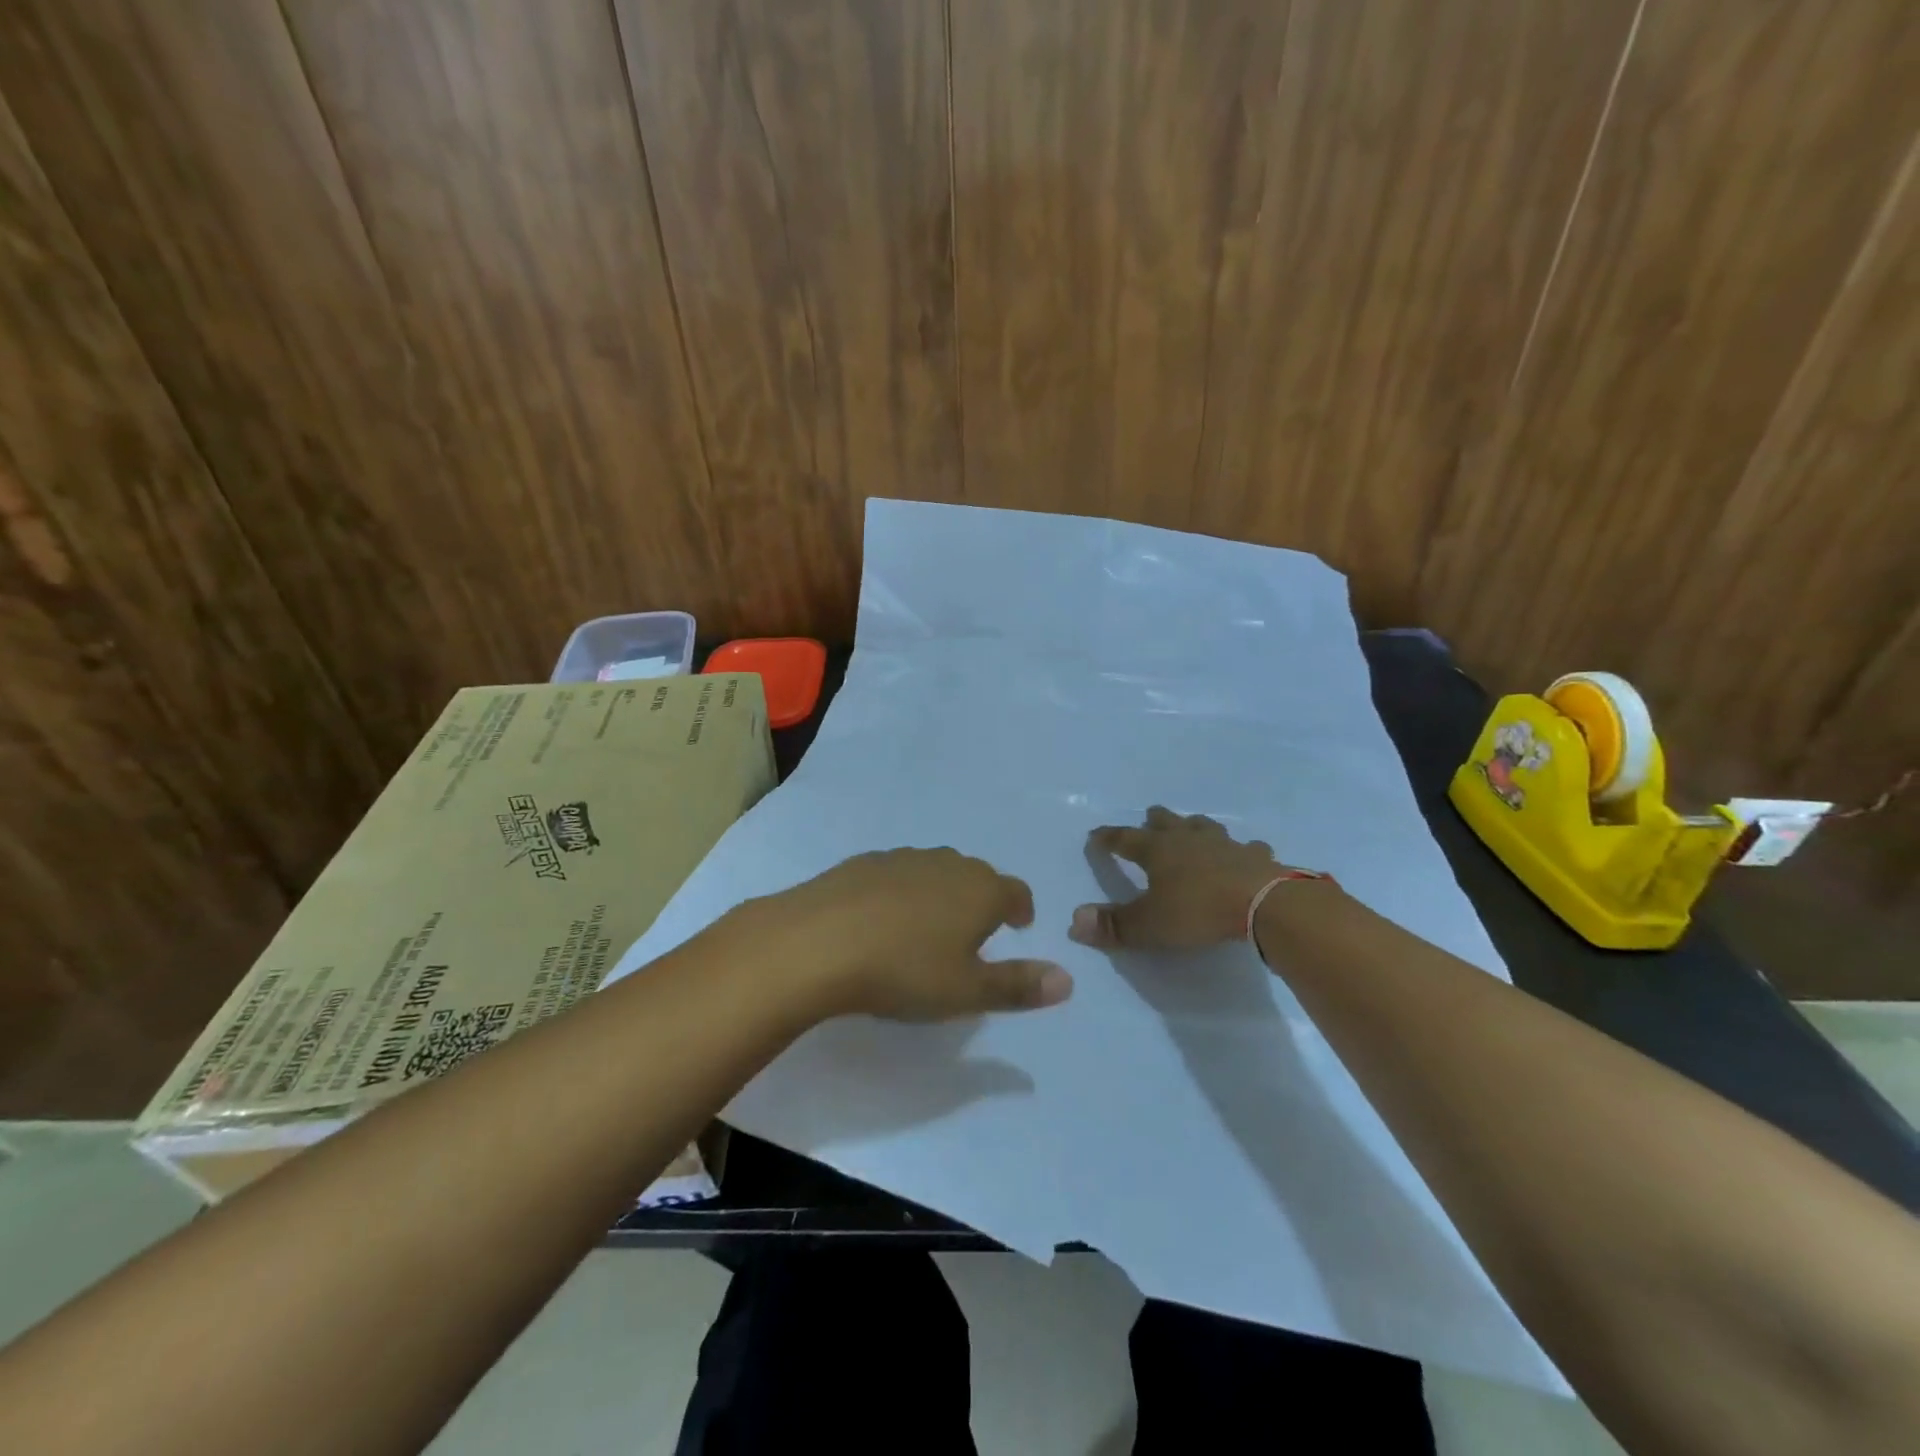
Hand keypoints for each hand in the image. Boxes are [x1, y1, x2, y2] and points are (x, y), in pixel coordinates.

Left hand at [728, 848, 1072, 1021]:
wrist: (817, 942)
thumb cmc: (904, 970)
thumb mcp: (967, 991)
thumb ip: (1018, 985)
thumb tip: (1067, 980)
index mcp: (980, 890)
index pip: (1016, 892)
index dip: (1021, 909)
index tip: (1018, 925)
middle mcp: (947, 864)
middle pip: (977, 876)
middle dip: (982, 899)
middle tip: (974, 931)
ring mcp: (902, 858)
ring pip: (936, 870)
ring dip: (941, 892)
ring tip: (929, 925)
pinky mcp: (862, 862)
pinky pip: (897, 874)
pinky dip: (902, 891)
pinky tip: (882, 918)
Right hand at [1071, 806, 1330, 951]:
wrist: (1265, 904)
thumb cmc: (1198, 911)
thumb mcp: (1149, 925)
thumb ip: (1113, 925)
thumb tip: (1075, 921)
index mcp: (1157, 851)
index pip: (1124, 839)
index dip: (1108, 838)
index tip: (1095, 835)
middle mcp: (1188, 840)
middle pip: (1166, 822)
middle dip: (1155, 820)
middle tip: (1150, 817)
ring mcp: (1225, 845)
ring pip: (1205, 827)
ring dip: (1195, 827)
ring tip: (1192, 827)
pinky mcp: (1257, 858)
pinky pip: (1246, 848)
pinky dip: (1241, 850)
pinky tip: (1245, 854)